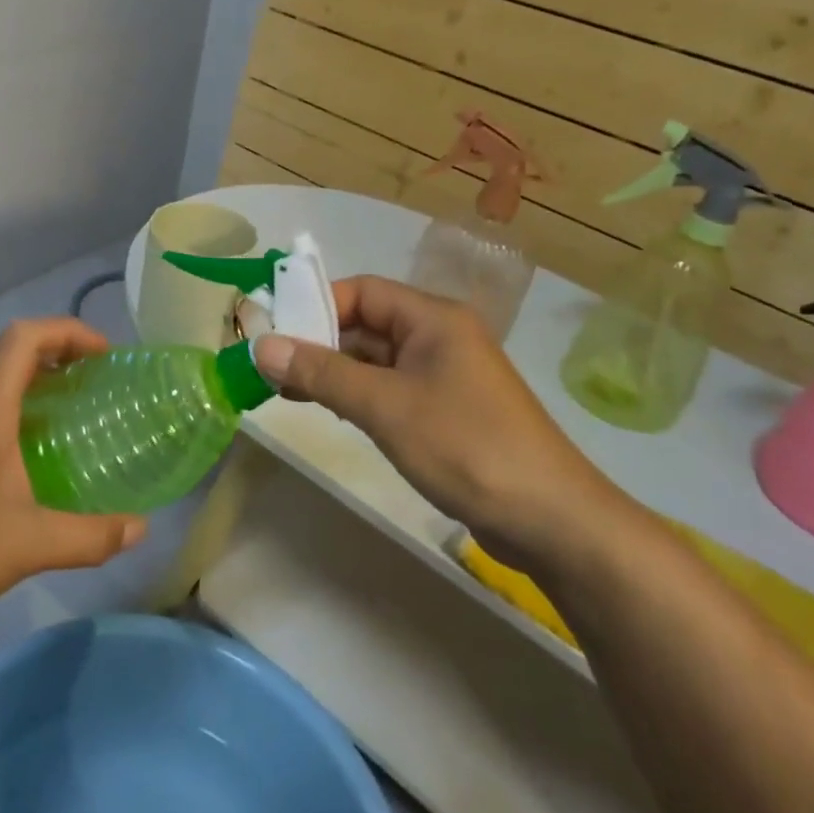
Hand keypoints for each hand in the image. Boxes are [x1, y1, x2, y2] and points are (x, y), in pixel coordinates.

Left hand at [0, 319, 146, 636]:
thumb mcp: (25, 545)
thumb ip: (88, 537)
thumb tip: (140, 528)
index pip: (24, 338)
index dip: (68, 332)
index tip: (106, 356)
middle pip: (12, 350)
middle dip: (60, 351)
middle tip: (100, 379)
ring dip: (39, 379)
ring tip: (79, 409)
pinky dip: (21, 410)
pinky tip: (39, 456)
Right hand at [252, 275, 633, 575]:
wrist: (552, 521)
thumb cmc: (466, 447)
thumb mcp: (385, 406)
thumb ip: (321, 373)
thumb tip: (262, 345)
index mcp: (433, 318)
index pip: (362, 291)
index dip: (316, 304)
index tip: (274, 330)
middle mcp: (439, 337)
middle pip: (366, 323)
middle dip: (318, 341)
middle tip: (269, 364)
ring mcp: (444, 376)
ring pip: (375, 359)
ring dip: (333, 370)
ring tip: (284, 389)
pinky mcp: (446, 411)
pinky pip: (390, 388)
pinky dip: (357, 394)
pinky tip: (329, 410)